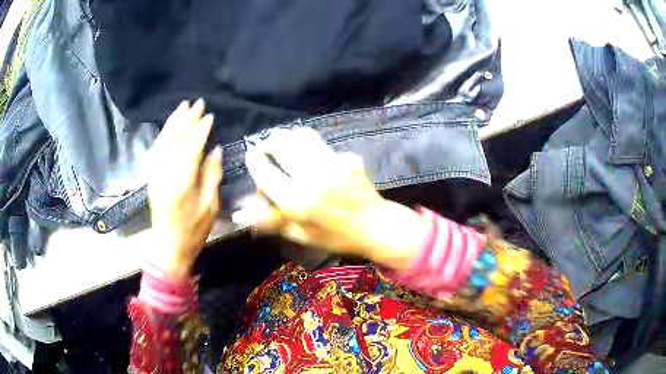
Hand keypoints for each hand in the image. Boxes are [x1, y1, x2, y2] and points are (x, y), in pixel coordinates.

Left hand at [145, 100, 222, 279]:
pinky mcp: (151, 177)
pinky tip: (169, 127)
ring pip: (163, 141)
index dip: (200, 130)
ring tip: (182, 107)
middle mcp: (165, 174)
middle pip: (175, 139)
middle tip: (197, 103)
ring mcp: (155, 175)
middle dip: (186, 119)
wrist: (168, 247)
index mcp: (182, 183)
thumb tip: (215, 149)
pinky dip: (163, 134)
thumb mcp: (209, 206)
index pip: (191, 147)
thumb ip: (211, 175)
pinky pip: (156, 150)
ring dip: (173, 122)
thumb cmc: (193, 231)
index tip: (210, 116)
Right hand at [237, 127, 428, 269]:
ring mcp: (333, 164)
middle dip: (269, 142)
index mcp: (298, 202)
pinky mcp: (348, 157)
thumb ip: (270, 221)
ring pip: (302, 137)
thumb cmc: (335, 237)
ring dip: (288, 136)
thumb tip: (240, 213)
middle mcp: (313, 178)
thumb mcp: (300, 235)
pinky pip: (322, 144)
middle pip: (282, 146)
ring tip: (283, 140)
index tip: (252, 155)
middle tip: (266, 145)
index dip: (255, 160)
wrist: (375, 226)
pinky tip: (309, 152)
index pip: (265, 173)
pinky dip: (309, 144)